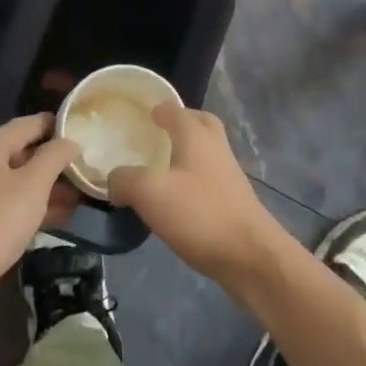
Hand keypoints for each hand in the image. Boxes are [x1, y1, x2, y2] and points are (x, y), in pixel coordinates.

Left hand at [0, 113, 80, 332]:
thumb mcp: (33, 184)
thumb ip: (55, 157)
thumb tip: (70, 141)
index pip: (29, 124)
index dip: (57, 125)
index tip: (86, 129)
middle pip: (23, 153)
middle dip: (56, 161)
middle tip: (89, 166)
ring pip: (19, 183)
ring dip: (49, 187)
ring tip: (83, 194)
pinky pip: (12, 206)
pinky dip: (35, 208)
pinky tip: (62, 217)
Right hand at [108, 105, 286, 287]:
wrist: (250, 255)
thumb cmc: (199, 214)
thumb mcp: (150, 194)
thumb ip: (126, 180)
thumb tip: (114, 179)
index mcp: (196, 136)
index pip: (176, 110)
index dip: (158, 109)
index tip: (143, 114)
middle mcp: (216, 148)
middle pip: (200, 124)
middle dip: (181, 123)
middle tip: (159, 133)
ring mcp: (229, 174)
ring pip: (207, 151)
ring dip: (188, 151)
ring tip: (162, 168)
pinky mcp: (234, 200)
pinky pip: (210, 177)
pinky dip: (193, 178)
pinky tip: (176, 199)